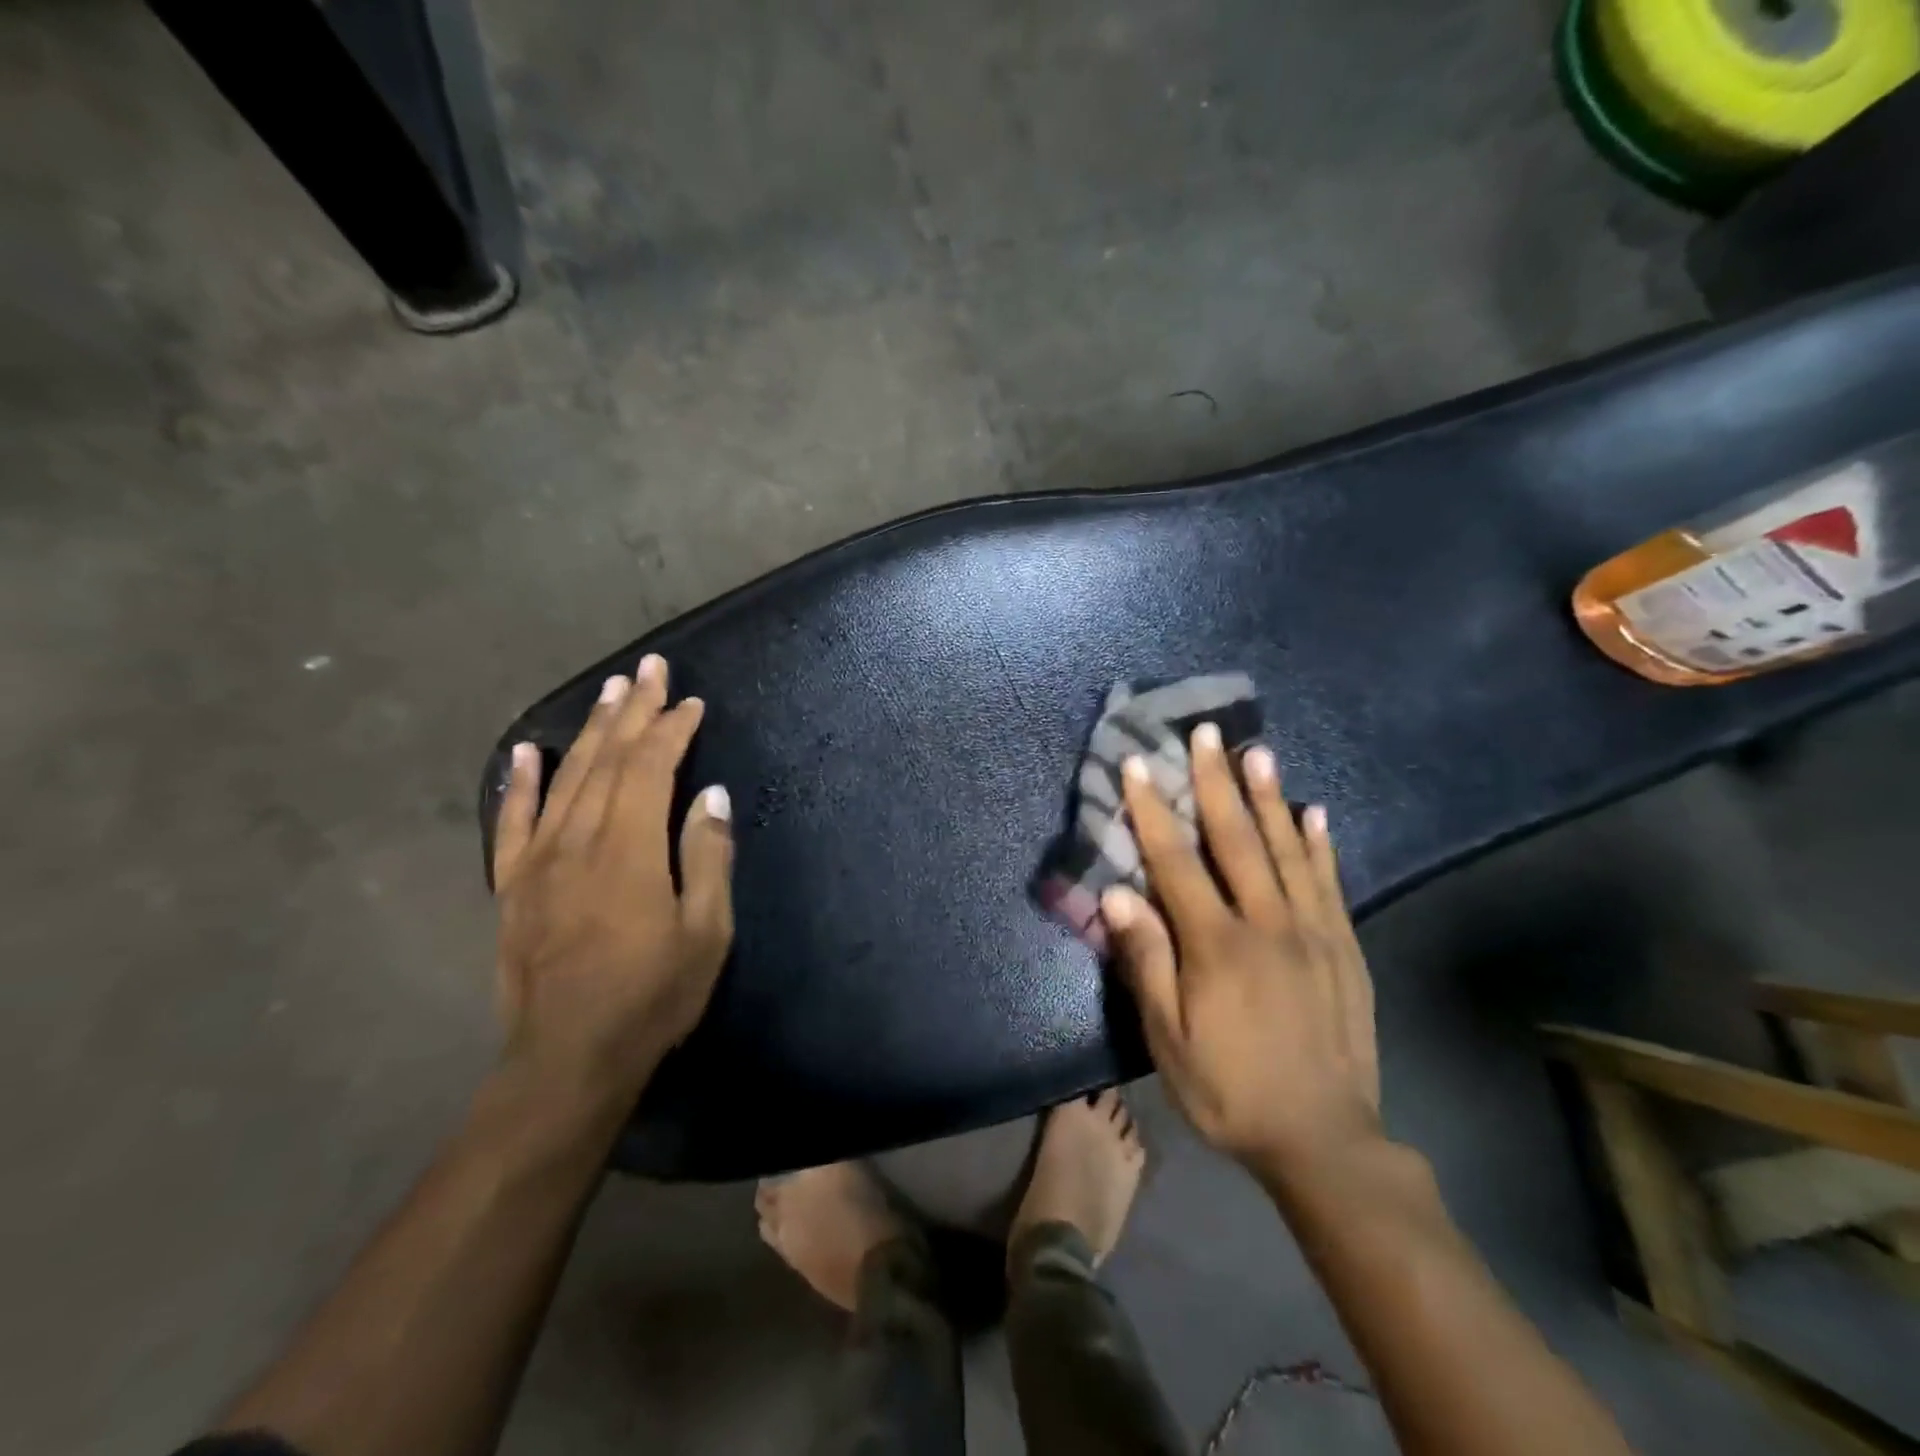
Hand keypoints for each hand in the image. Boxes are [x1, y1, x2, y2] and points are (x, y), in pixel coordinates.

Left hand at [490, 654, 734, 1117]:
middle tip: (650, 668)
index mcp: (629, 851)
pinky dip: (521, 783)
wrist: (568, 1060)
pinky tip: (528, 751)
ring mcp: (539, 862)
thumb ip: (706, 857)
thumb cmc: (652, 997)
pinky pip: (514, 822)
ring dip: (590, 730)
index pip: (651, 769)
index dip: (672, 730)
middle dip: (633, 710)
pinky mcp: (513, 887)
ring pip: (567, 779)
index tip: (692, 703)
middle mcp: (579, 842)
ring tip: (610, 690)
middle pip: (608, 761)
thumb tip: (711, 796)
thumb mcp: (706, 932)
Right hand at [1101, 724, 1381, 1185]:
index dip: (1153, 809)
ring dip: (1269, 797)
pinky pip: (1330, 883)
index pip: (1177, 862)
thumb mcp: (1170, 1040)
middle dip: (1215, 782)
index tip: (1138, 764)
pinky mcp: (1344, 948)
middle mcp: (1267, 924)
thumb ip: (1147, 963)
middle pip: (1237, 839)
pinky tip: (1314, 813)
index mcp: (1217, 945)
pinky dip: (1319, 844)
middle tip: (1206, 733)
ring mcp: (1313, 932)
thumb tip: (1119, 894)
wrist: (1325, 1141)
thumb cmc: (1231, 1091)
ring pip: (1287, 850)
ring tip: (1258, 752)